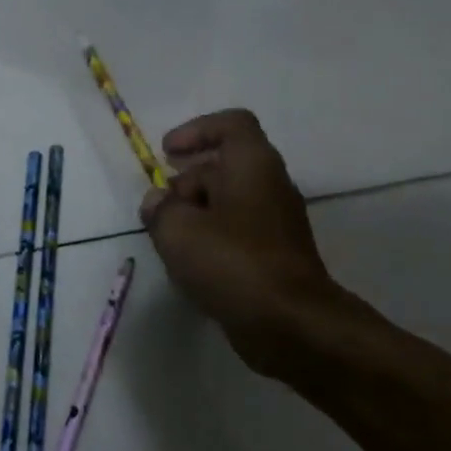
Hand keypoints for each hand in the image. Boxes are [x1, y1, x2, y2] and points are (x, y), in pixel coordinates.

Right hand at [140, 109, 384, 389]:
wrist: (293, 325)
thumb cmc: (233, 263)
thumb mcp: (178, 230)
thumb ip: (160, 209)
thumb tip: (157, 202)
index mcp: (253, 165)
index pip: (231, 125)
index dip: (196, 131)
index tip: (168, 153)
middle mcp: (270, 185)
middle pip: (224, 166)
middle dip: (187, 182)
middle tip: (161, 208)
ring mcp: (276, 223)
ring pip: (229, 202)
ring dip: (195, 214)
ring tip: (169, 241)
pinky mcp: (276, 256)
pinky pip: (237, 232)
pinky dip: (211, 240)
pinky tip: (190, 267)